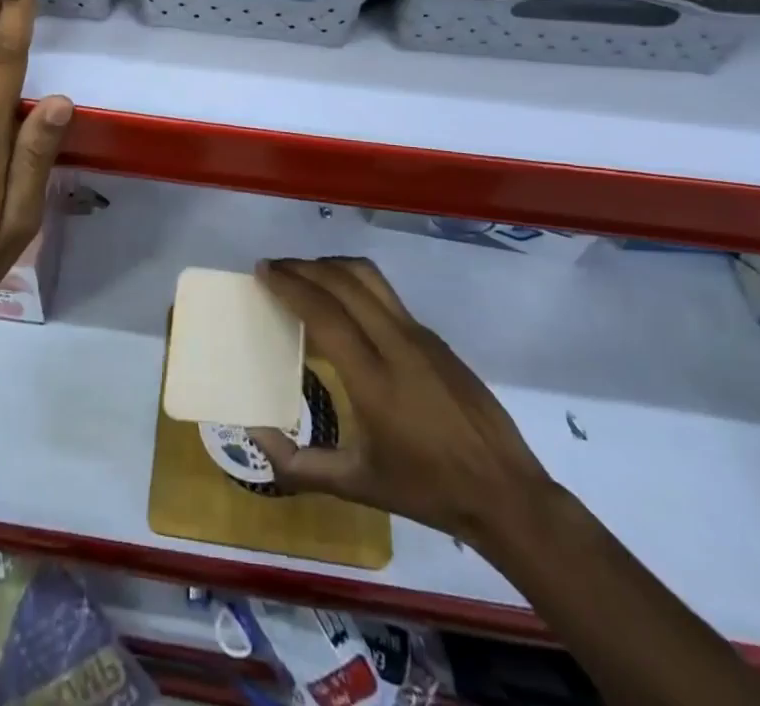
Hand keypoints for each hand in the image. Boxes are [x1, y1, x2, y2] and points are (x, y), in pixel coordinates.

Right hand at [249, 257, 555, 546]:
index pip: (324, 313)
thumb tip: (255, 436)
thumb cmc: (426, 490)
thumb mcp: (356, 486)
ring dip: (331, 266)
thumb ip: (299, 464)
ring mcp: (420, 335)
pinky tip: (342, 302)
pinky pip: (386, 294)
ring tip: (304, 274)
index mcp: (374, 380)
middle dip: (303, 267)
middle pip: (344, 281)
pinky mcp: (434, 336)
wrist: (504, 492)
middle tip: (274, 268)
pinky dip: (353, 282)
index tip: (263, 272)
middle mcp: (397, 344)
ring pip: (369, 277)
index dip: (290, 285)